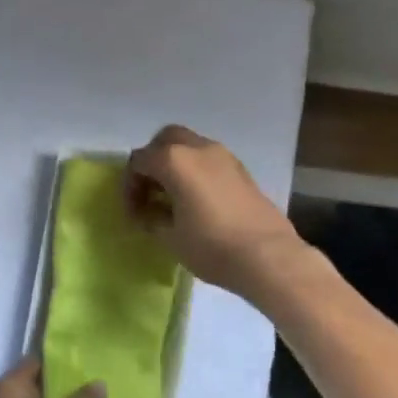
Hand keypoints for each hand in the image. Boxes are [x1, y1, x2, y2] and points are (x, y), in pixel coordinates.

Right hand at [126, 125, 310, 299]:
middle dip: (152, 161)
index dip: (130, 186)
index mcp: (174, 160)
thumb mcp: (170, 237)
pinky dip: (195, 170)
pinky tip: (197, 199)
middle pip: (165, 140)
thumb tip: (149, 212)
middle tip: (150, 191)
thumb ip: (152, 218)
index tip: (133, 213)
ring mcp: (223, 155)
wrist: (268, 256)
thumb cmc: (211, 246)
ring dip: (175, 164)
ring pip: (189, 146)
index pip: (139, 161)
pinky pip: (208, 159)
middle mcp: (198, 148)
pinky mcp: (240, 169)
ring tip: (173, 196)